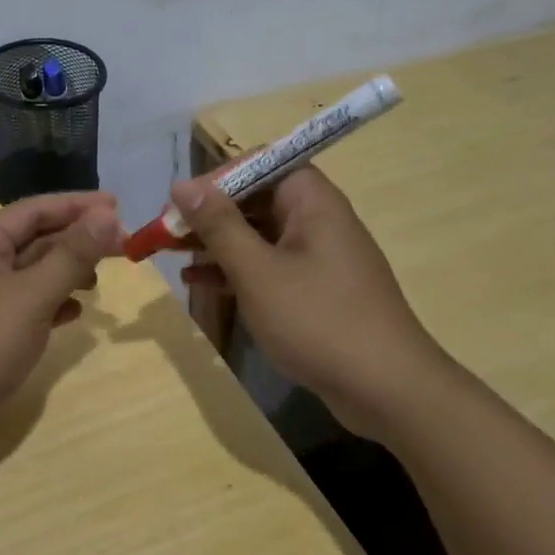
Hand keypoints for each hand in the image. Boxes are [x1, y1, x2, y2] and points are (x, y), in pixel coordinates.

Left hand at [0, 191, 123, 448]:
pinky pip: (28, 301)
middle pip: (36, 237)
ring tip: (99, 280)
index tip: (119, 206)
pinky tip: (76, 312)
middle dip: (77, 239)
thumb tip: (109, 215)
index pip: (35, 210)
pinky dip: (53, 301)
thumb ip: (72, 255)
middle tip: (122, 244)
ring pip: (34, 270)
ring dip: (67, 270)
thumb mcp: (32, 296)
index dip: (78, 205)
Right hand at [174, 167, 444, 432]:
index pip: (259, 164)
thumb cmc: (318, 320)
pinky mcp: (316, 289)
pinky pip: (268, 265)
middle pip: (255, 199)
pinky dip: (235, 270)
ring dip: (216, 242)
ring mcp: (318, 256)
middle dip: (209, 214)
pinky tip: (198, 282)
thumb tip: (182, 185)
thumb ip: (218, 225)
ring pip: (257, 235)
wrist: (388, 390)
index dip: (217, 178)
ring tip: (171, 254)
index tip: (181, 203)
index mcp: (311, 201)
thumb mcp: (257, 271)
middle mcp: (317, 219)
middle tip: (166, 232)